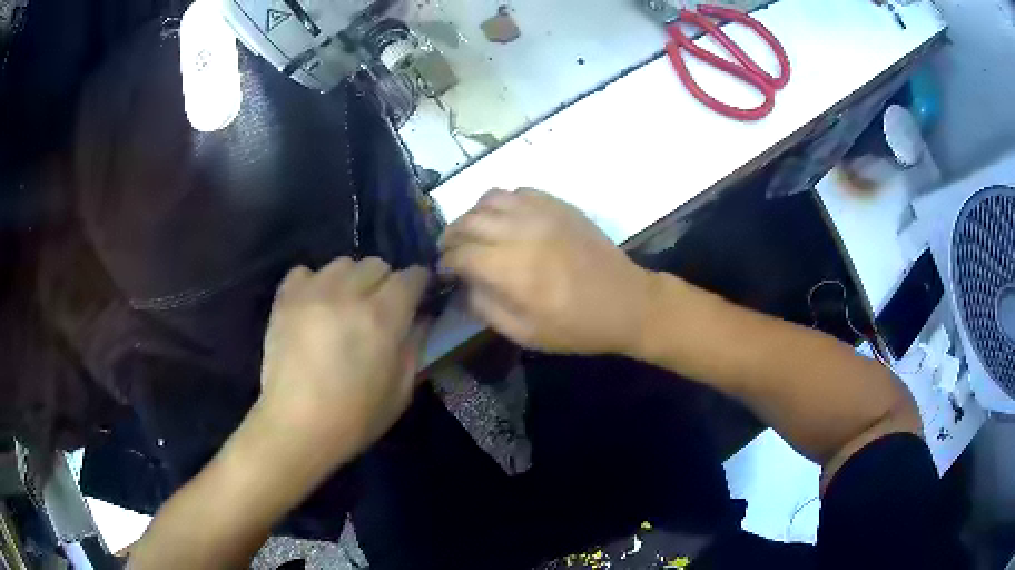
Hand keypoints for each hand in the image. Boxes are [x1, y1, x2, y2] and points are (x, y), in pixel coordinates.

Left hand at [252, 257, 429, 482]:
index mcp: (383, 317)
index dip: (419, 284)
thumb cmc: (355, 418)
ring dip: (350, 281)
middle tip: (378, 309)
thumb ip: (415, 346)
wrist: (297, 427)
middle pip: (376, 264)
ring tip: (344, 307)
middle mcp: (348, 294)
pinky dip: (314, 283)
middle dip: (385, 282)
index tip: (418, 297)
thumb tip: (421, 317)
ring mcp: (312, 292)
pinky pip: (305, 272)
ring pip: (342, 264)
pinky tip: (314, 306)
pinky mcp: (285, 299)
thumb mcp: (401, 391)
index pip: (411, 276)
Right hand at [440, 188, 653, 354]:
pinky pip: (517, 192)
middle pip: (469, 221)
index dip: (446, 262)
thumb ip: (485, 307)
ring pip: (489, 198)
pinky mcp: (558, 204)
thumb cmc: (576, 327)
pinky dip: (502, 203)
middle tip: (451, 252)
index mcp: (512, 269)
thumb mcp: (525, 333)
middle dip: (451, 236)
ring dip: (473, 215)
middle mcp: (521, 232)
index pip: (460, 253)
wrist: (627, 302)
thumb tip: (463, 285)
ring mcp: (542, 212)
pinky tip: (505, 221)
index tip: (444, 272)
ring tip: (474, 233)